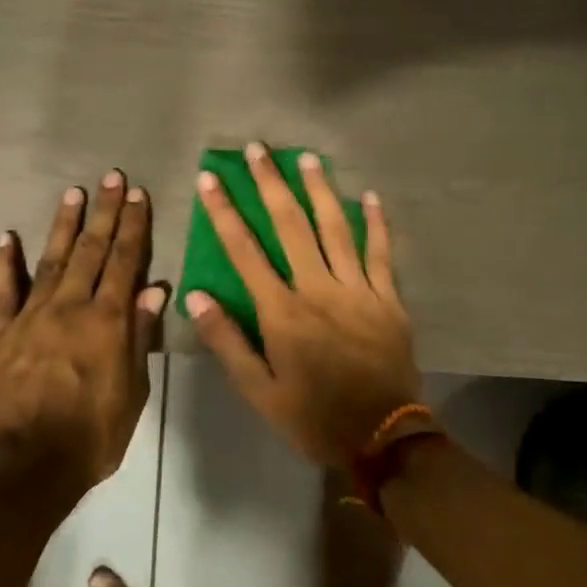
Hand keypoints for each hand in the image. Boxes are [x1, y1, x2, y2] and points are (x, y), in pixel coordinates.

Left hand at [0, 172, 168, 492]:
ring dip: (65, 226)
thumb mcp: (132, 392)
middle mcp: (69, 308)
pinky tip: (6, 236)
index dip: (133, 228)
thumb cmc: (92, 436)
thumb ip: (140, 336)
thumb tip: (155, 288)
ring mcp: (29, 317)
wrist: (28, 466)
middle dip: (105, 213)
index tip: (139, 196)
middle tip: (112, 178)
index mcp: (107, 323)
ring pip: (51, 260)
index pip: (125, 263)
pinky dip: (4, 262)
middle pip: (91, 252)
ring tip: (75, 193)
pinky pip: (1, 291)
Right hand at [186, 144, 421, 467]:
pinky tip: (370, 196)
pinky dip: (377, 224)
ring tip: (306, 157)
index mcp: (283, 312)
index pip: (245, 251)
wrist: (382, 437)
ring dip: (320, 190)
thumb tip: (197, 297)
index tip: (210, 178)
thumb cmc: (313, 416)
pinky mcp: (389, 300)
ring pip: (337, 229)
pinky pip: (382, 253)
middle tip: (257, 149)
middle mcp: (319, 290)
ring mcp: (359, 291)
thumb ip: (227, 342)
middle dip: (271, 184)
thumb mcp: (259, 391)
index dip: (225, 212)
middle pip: (291, 226)